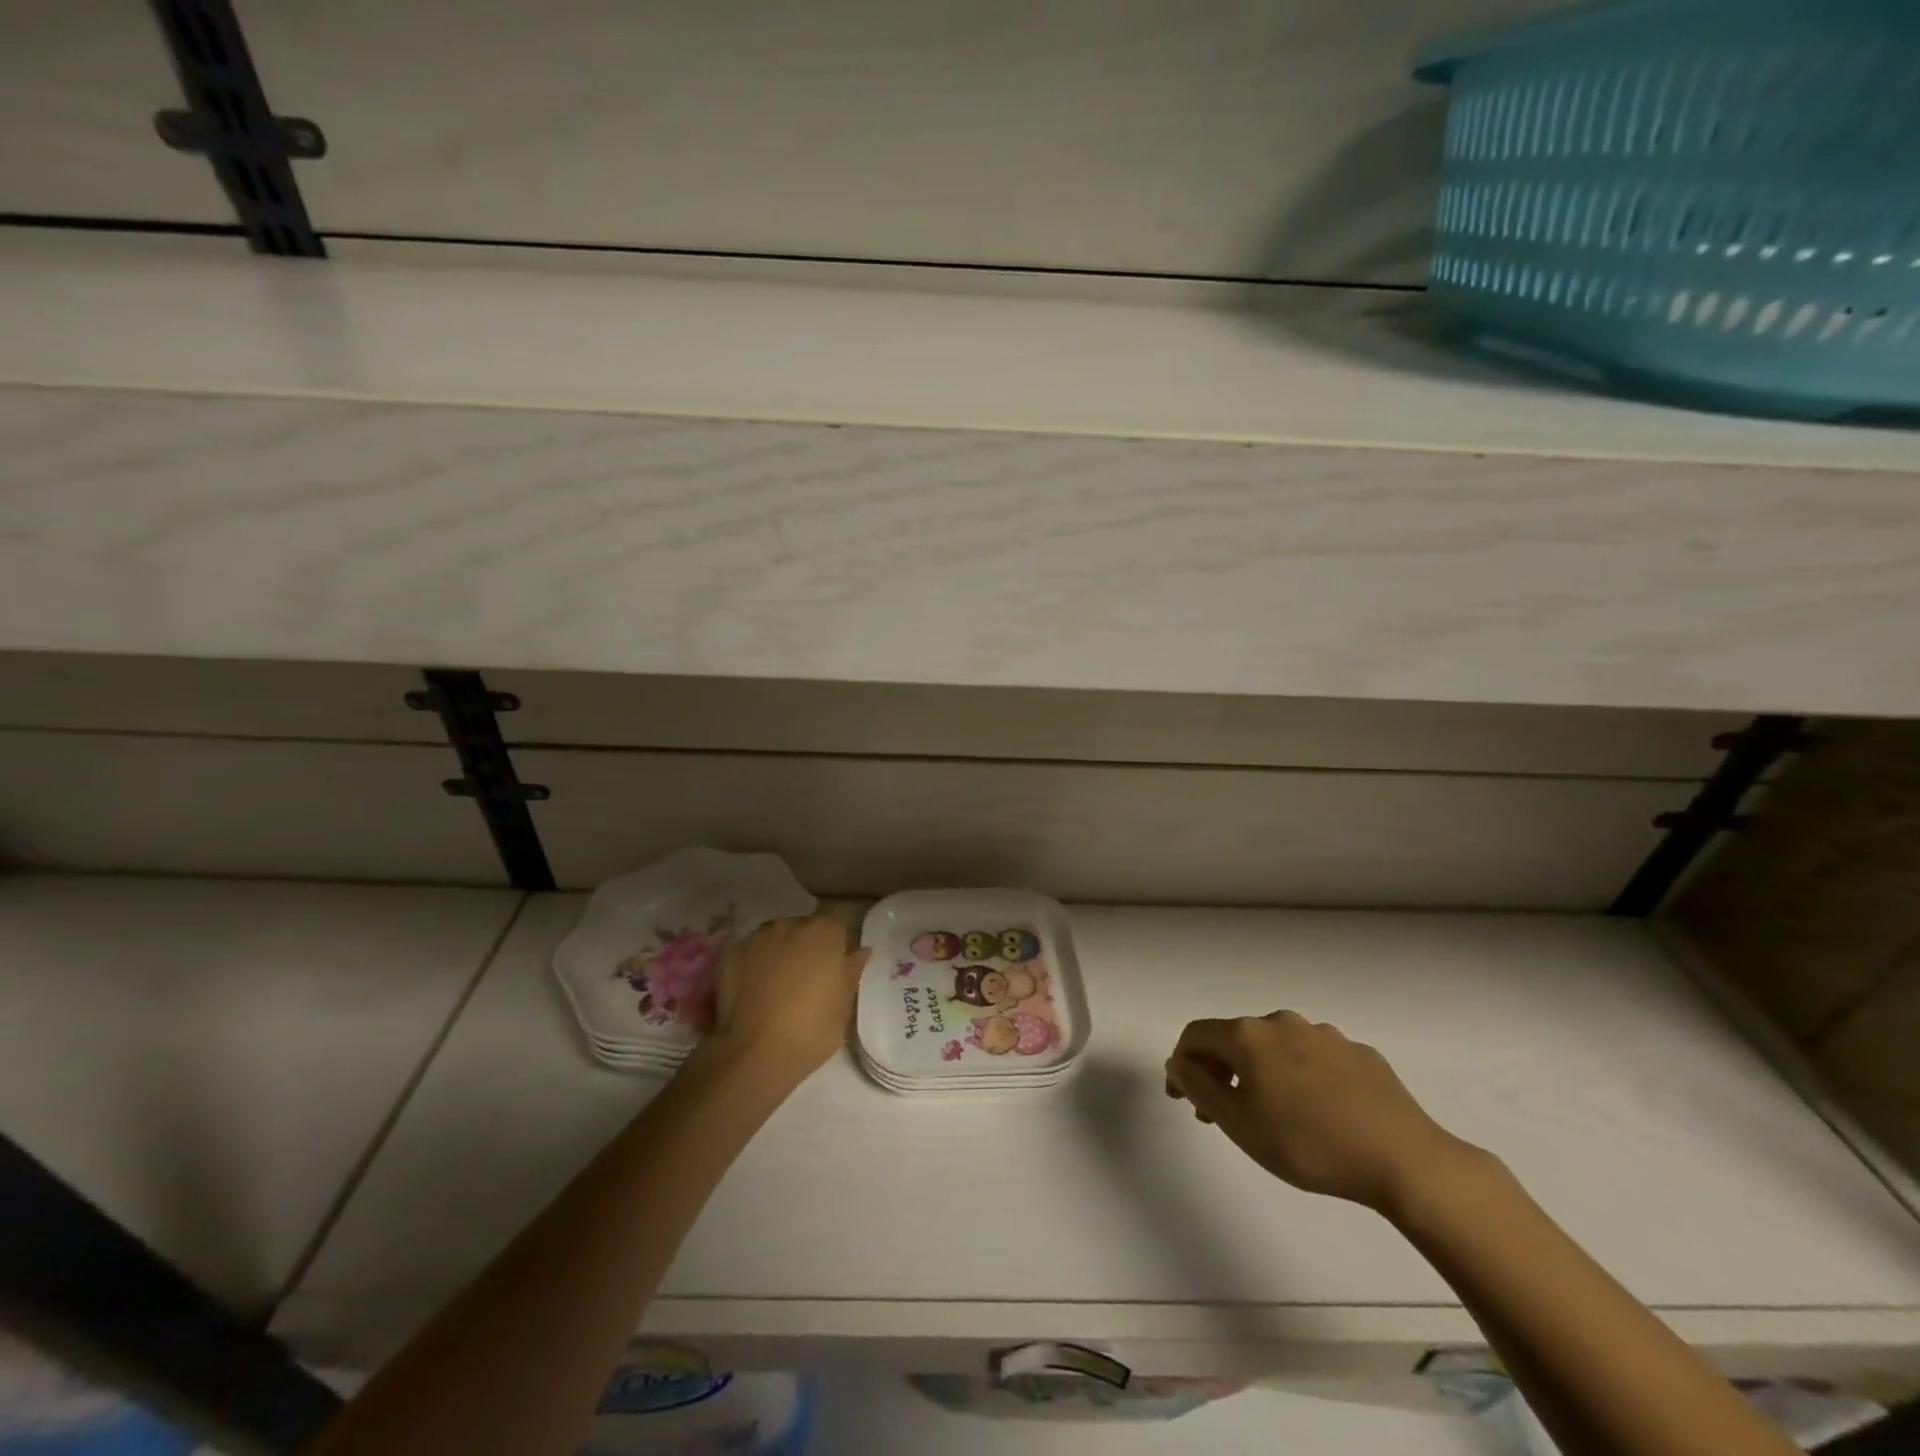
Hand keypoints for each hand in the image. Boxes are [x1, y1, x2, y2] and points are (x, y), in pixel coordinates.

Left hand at [704, 913, 869, 1079]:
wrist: (754, 1053)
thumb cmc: (811, 1029)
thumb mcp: (844, 1005)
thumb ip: (851, 971)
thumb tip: (861, 951)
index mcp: (825, 933)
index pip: (836, 924)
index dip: (835, 944)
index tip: (832, 967)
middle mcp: (791, 925)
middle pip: (803, 928)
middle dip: (805, 947)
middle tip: (804, 980)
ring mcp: (757, 937)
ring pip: (773, 939)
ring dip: (777, 953)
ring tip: (774, 986)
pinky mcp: (729, 953)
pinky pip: (747, 953)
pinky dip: (751, 965)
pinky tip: (751, 991)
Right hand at [1164, 1012, 1477, 1215]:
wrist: (1405, 1159)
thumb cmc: (1308, 1144)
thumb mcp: (1239, 1124)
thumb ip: (1199, 1087)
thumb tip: (1178, 1062)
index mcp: (1249, 1035)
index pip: (1196, 1035)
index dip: (1181, 1064)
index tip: (1182, 1100)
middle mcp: (1282, 1022)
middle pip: (1236, 1038)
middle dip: (1220, 1071)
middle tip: (1219, 1114)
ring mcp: (1324, 1034)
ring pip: (1276, 1048)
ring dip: (1260, 1073)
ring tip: (1269, 1115)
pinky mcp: (1359, 1053)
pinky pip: (1313, 1059)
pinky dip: (1299, 1077)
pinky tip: (1315, 1112)